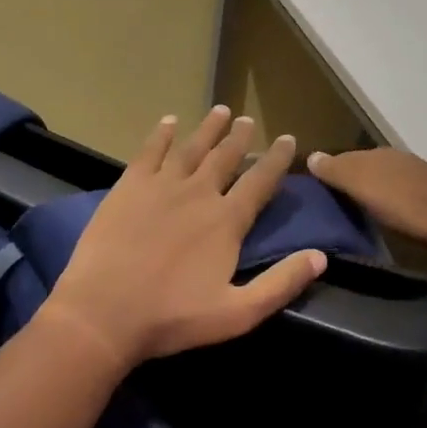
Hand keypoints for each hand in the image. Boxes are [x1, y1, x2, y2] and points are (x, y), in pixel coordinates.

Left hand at [43, 106, 327, 368]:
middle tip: (248, 120)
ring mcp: (161, 186)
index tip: (288, 139)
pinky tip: (168, 121)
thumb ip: (281, 283)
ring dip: (208, 128)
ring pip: (192, 148)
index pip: (260, 182)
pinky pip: (149, 151)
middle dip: (239, 137)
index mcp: (226, 221)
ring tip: (220, 110)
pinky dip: (161, 134)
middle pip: (225, 157)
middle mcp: (198, 193)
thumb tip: (321, 256)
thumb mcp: (238, 313)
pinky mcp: (129, 186)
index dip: (276, 160)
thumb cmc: (172, 317)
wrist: (104, 311)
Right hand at [306, 148, 426, 249]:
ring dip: (365, 193)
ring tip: (349, 213)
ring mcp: (415, 177)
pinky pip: (395, 194)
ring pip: (379, 181)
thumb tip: (310, 155)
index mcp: (378, 154)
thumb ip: (338, 172)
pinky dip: (383, 202)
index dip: (326, 172)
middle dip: (344, 182)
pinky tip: (381, 216)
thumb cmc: (409, 206)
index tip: (310, 192)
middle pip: (361, 168)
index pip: (342, 158)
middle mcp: (395, 159)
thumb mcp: (366, 187)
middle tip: (325, 205)